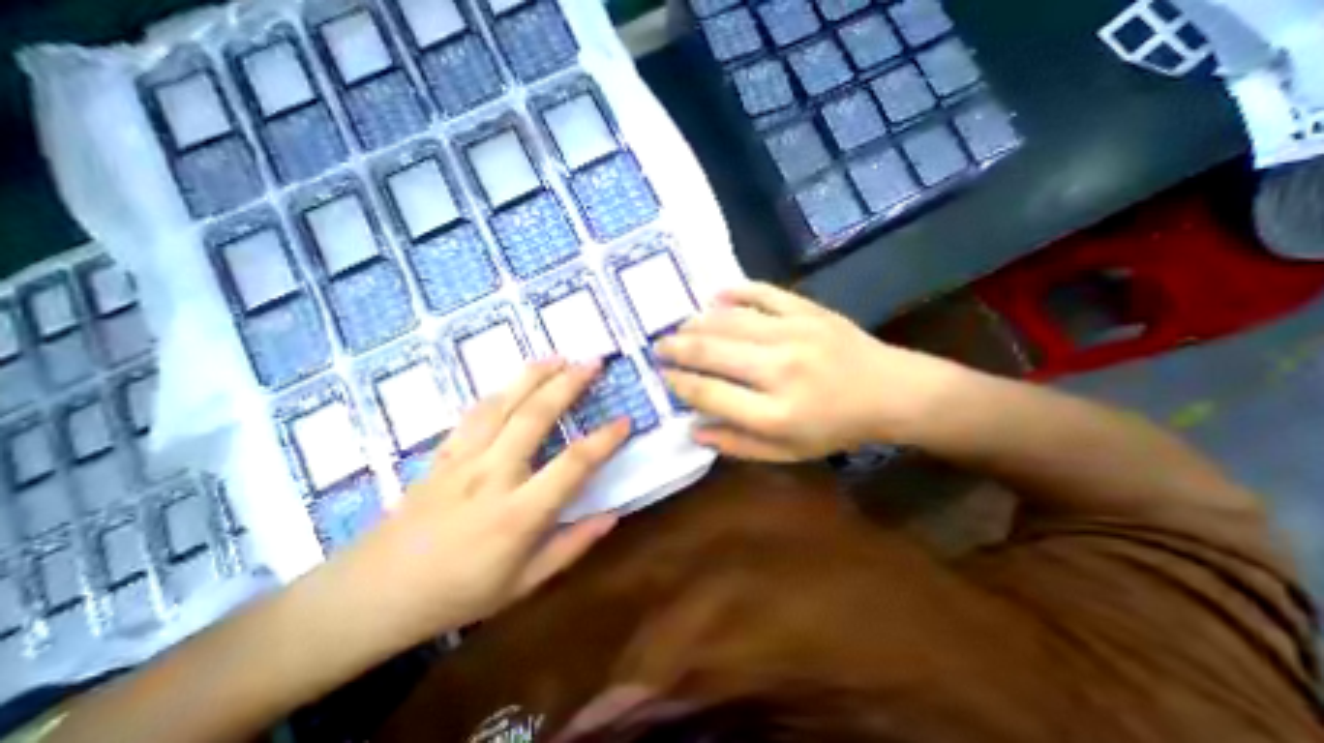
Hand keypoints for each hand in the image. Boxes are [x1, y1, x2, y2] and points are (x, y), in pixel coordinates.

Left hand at [336, 360, 631, 644]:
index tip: (625, 421)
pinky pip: (474, 413)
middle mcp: (492, 475)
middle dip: (568, 384)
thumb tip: (613, 516)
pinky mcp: (443, 453)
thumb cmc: (457, 594)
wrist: (371, 595)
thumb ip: (571, 547)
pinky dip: (500, 391)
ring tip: (559, 357)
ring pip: (503, 404)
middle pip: (535, 416)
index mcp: (518, 513)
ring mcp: (463, 459)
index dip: (603, 440)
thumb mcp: (523, 585)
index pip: (572, 465)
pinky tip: (516, 381)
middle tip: (593, 362)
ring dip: (534, 375)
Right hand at [655, 281, 970, 461]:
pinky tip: (715, 295)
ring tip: (679, 326)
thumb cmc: (836, 428)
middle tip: (658, 346)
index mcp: (775, 413)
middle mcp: (780, 369)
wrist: (892, 392)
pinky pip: (763, 293)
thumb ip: (737, 444)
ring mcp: (794, 333)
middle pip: (713, 352)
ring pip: (730, 321)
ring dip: (697, 323)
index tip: (663, 376)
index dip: (680, 384)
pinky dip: (736, 291)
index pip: (710, 394)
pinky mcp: (808, 310)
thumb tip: (693, 430)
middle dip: (678, 349)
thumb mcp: (788, 453)